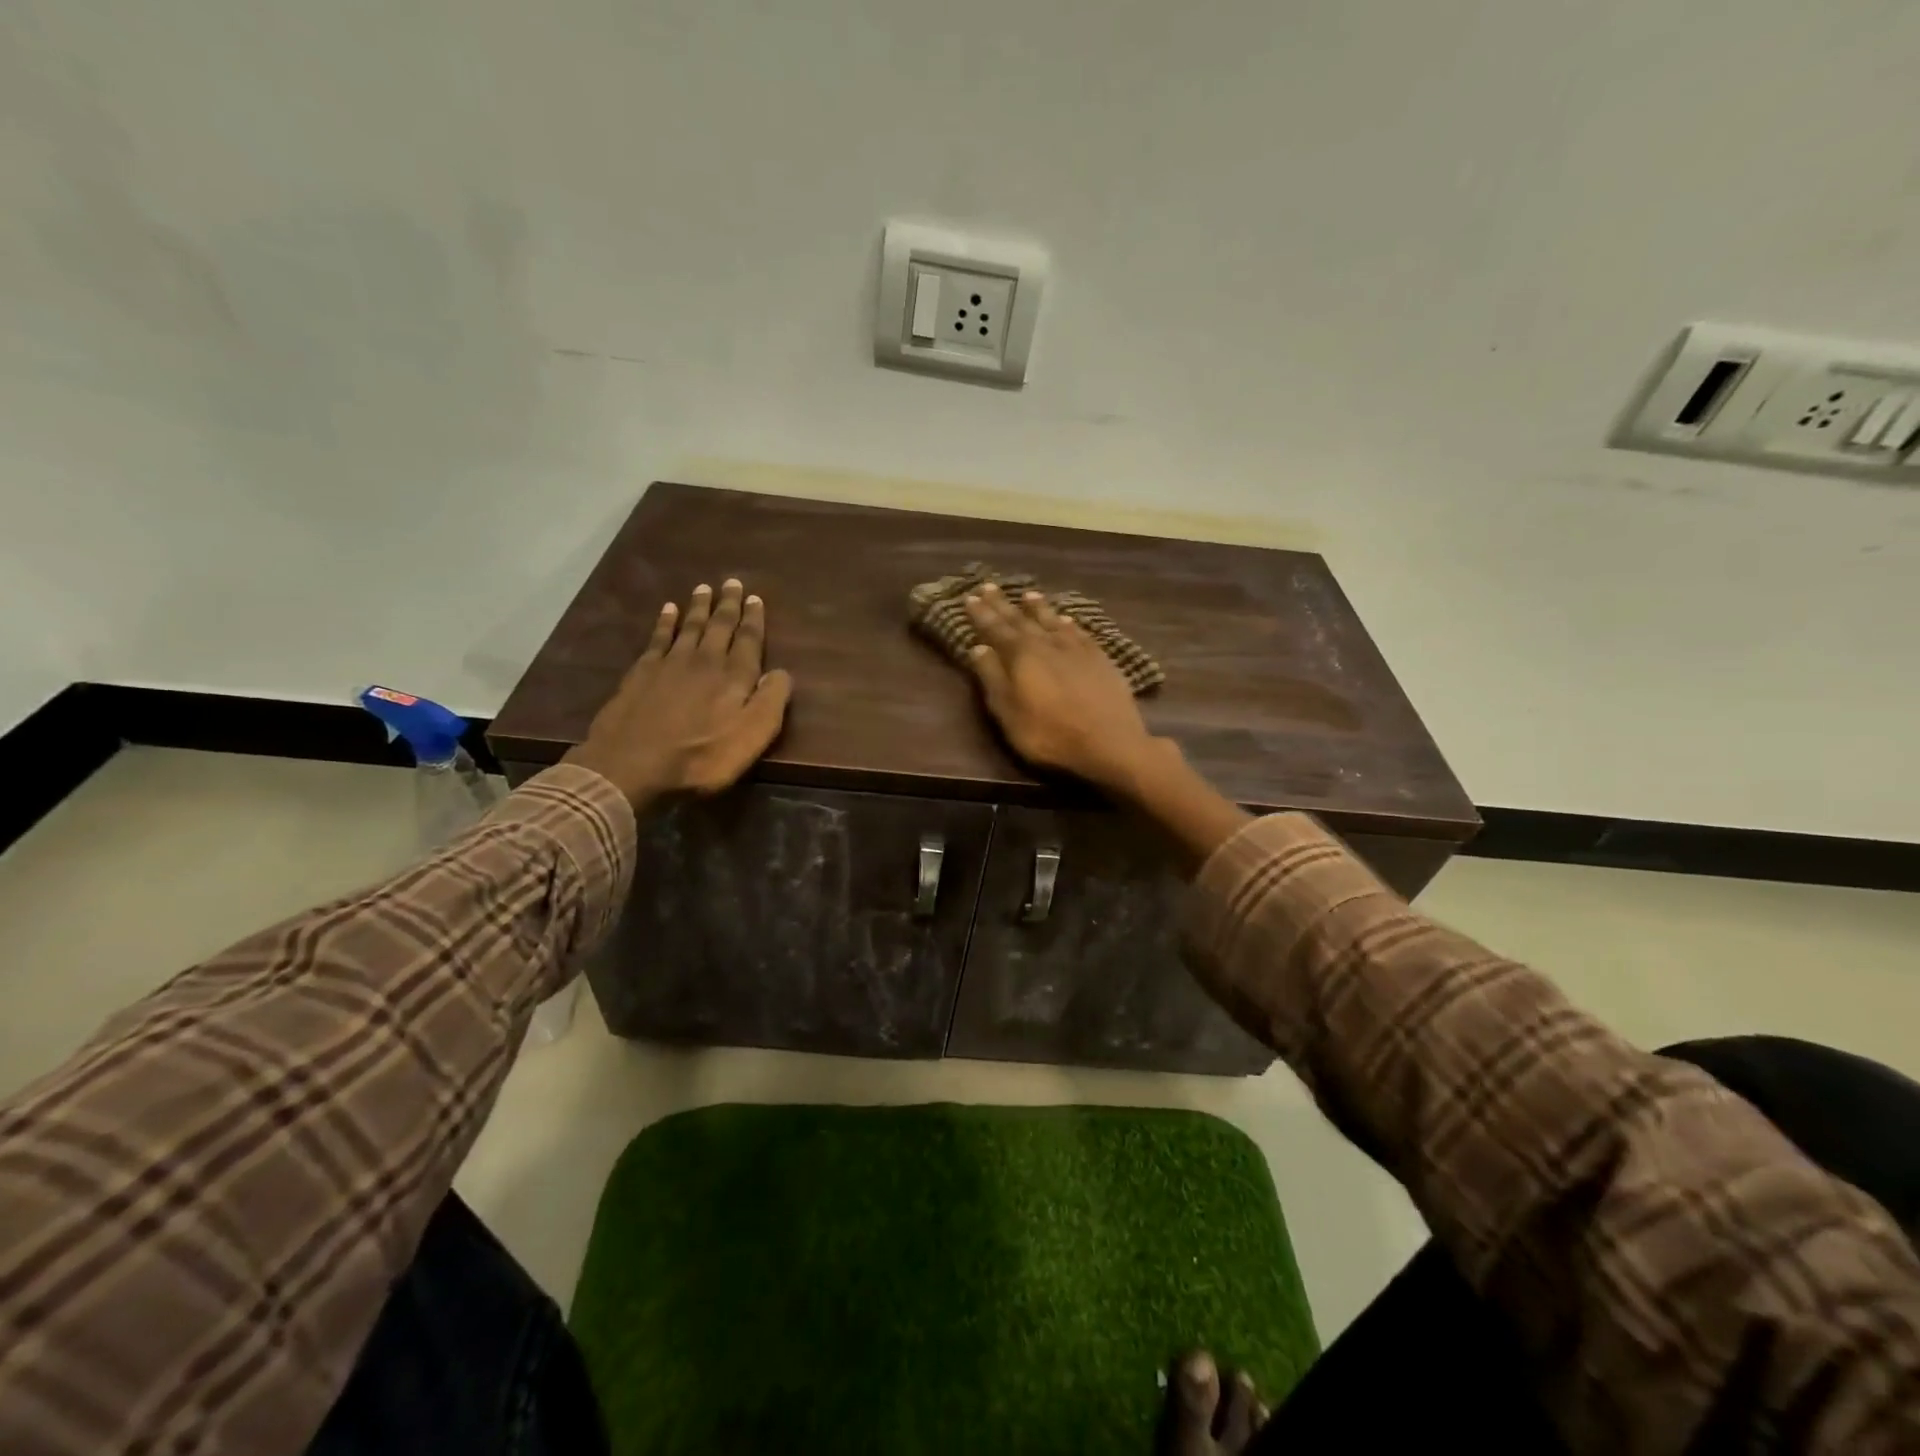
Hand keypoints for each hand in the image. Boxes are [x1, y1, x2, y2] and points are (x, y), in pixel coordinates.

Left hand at [563, 579, 792, 809]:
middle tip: (732, 583)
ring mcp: (670, 663)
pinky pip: (658, 637)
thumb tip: (782, 673)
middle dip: (728, 605)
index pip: (749, 640)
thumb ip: (771, 701)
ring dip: (699, 607)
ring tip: (705, 588)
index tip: (755, 598)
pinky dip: (665, 621)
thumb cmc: (702, 757)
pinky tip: (668, 610)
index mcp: (735, 676)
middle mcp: (705, 660)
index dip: (754, 619)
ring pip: (690, 626)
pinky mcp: (642, 672)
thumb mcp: (752, 737)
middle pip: (720, 626)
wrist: (632, 765)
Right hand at [963, 582, 1161, 791]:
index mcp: (1021, 655)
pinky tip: (1067, 620)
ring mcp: (1077, 648)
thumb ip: (992, 678)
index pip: (995, 628)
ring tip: (1028, 595)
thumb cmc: (1049, 733)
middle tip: (990, 586)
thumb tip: (978, 648)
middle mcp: (1047, 643)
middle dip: (1003, 604)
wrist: (1109, 742)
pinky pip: (1079, 632)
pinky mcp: (1100, 658)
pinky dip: (1068, 623)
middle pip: (1021, 619)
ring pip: (1052, 621)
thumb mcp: (1008, 712)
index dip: (981, 614)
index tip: (970, 597)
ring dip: (1038, 608)